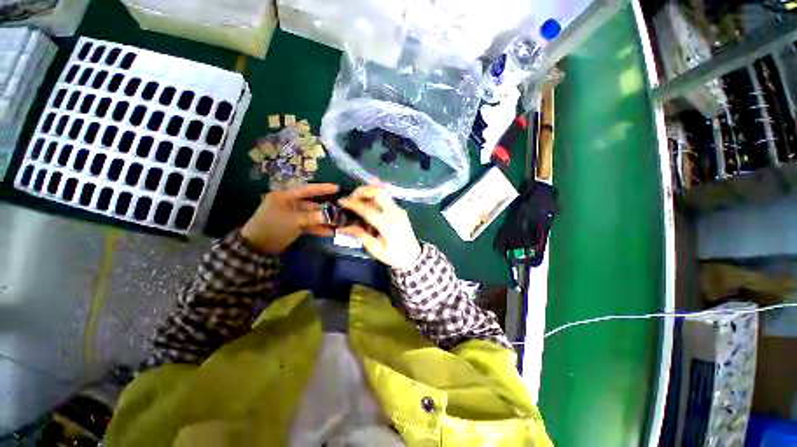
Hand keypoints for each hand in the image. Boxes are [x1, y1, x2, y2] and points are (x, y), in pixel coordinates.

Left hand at [241, 183, 338, 253]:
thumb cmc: (273, 227)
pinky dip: (318, 228)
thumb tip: (331, 216)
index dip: (323, 188)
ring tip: (338, 222)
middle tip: (341, 209)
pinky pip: (309, 225)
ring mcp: (292, 216)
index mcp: (286, 197)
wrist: (257, 247)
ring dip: (323, 220)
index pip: (307, 189)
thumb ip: (313, 217)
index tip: (337, 188)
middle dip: (326, 208)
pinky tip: (329, 232)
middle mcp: (290, 204)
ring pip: (312, 215)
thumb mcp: (293, 221)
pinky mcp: (294, 226)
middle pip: (312, 203)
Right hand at [338, 185, 421, 269]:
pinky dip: (375, 195)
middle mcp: (394, 213)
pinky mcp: (400, 210)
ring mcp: (399, 209)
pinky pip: (387, 197)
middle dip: (362, 190)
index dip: (353, 203)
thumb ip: (361, 235)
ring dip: (369, 191)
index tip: (341, 201)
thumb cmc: (394, 256)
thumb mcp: (375, 249)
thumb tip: (344, 227)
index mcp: (387, 225)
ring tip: (358, 198)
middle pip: (379, 192)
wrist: (413, 257)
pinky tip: (368, 200)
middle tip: (351, 197)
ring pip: (384, 192)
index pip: (367, 209)